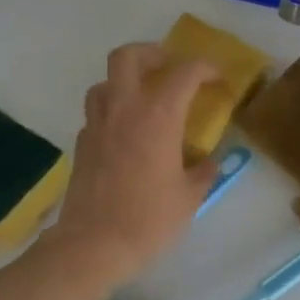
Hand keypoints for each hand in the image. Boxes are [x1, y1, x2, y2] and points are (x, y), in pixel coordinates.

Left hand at [43, 44, 222, 288]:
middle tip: (168, 68)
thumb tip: (209, 162)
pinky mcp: (82, 145)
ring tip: (143, 100)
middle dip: (150, 53)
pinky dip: (112, 113)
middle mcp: (124, 109)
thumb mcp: (189, 198)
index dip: (205, 68)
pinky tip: (125, 135)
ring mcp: (97, 125)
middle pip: (127, 57)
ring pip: (104, 82)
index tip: (217, 80)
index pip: (185, 72)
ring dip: (125, 81)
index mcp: (158, 116)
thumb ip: (203, 173)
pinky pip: (96, 114)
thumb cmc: (149, 220)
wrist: (93, 245)